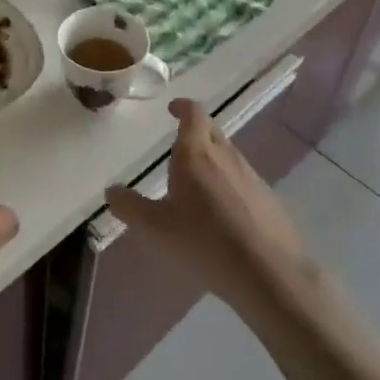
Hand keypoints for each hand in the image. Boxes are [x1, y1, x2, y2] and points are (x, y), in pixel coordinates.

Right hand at [104, 99, 313, 313]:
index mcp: (196, 153)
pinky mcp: (268, 199)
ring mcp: (251, 177)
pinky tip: (222, 212)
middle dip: (196, 132)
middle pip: (212, 131)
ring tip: (196, 183)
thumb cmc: (204, 241)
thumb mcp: (155, 228)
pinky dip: (228, 185)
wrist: (268, 272)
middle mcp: (226, 156)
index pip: (193, 114)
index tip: (173, 108)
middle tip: (179, 146)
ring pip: (229, 156)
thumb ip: (130, 206)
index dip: (183, 107)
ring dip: (212, 160)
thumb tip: (112, 190)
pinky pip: (243, 181)